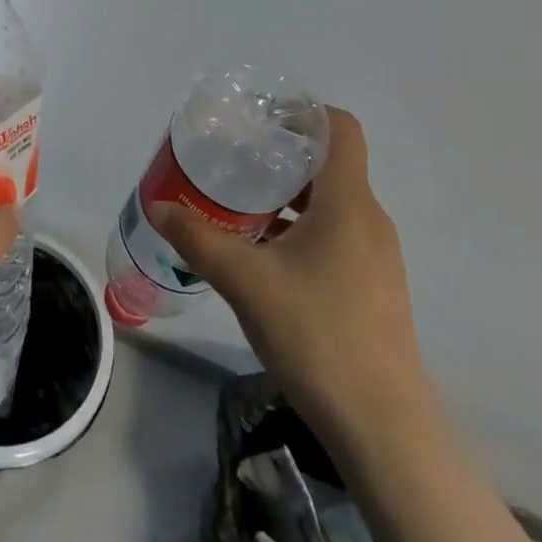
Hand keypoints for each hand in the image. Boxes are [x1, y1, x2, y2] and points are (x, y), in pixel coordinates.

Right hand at [150, 107, 427, 430]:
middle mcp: (369, 219)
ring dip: (289, 195)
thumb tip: (157, 206)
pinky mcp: (372, 287)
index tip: (260, 118)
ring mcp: (375, 256)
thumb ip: (198, 238)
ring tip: (240, 204)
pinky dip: (301, 228)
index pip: (339, 128)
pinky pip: (335, 235)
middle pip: (329, 163)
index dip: (303, 112)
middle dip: (282, 154)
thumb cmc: (318, 336)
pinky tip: (264, 255)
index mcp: (348, 203)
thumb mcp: (246, 281)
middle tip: (235, 158)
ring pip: (331, 202)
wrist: (383, 429)